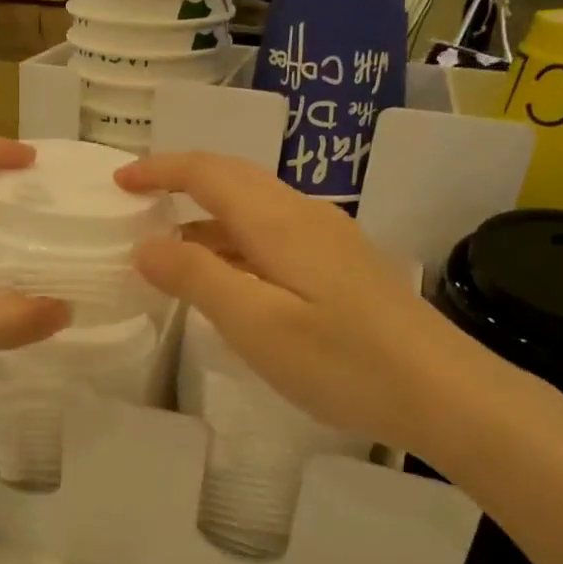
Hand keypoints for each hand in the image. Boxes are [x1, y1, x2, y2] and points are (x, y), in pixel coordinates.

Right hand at [116, 152, 533, 460]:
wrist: (444, 393)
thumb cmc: (342, 361)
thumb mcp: (255, 324)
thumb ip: (196, 278)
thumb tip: (145, 245)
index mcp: (278, 220)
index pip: (207, 172)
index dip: (159, 170)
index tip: (118, 182)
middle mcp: (304, 215)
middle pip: (233, 179)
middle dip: (180, 182)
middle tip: (136, 204)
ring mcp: (328, 238)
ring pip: (254, 208)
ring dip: (206, 217)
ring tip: (167, 249)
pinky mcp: (342, 264)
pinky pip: (273, 234)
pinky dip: (234, 243)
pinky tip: (226, 279)